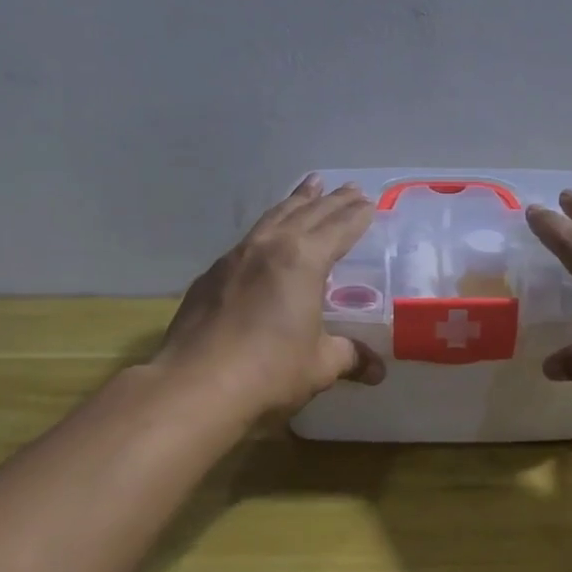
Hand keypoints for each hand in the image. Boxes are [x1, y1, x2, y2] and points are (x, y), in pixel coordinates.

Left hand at [151, 175, 385, 421]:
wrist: (194, 385)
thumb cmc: (269, 371)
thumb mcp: (319, 365)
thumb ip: (349, 357)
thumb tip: (376, 369)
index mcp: (303, 260)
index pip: (338, 229)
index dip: (356, 216)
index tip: (370, 202)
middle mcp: (270, 247)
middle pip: (307, 213)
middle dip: (332, 201)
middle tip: (350, 188)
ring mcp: (235, 257)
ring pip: (273, 217)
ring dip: (296, 200)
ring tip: (310, 185)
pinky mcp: (211, 275)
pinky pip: (248, 239)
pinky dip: (268, 227)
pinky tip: (267, 235)